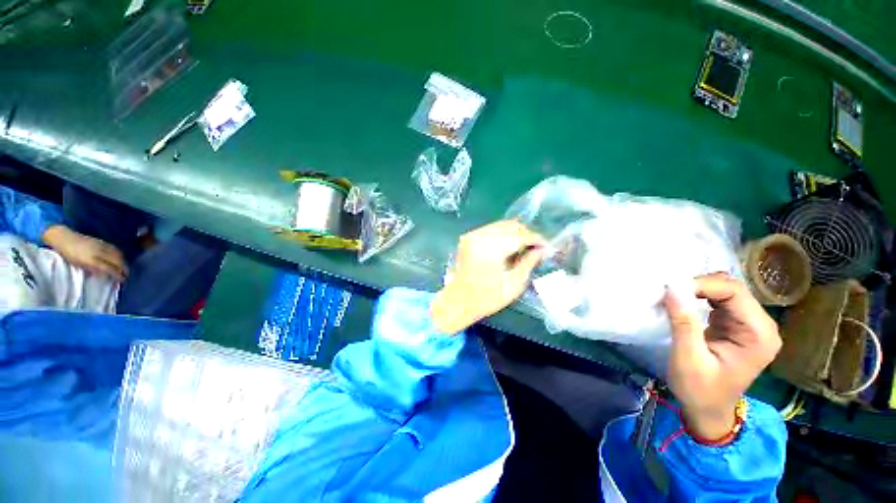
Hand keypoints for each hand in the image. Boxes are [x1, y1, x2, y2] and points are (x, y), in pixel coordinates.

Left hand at [42, 225, 127, 281]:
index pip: (110, 269)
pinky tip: (120, 257)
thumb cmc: (67, 254)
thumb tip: (104, 275)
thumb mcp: (77, 264)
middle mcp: (99, 253)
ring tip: (125, 267)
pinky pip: (114, 249)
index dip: (118, 275)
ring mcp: (101, 246)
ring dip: (123, 261)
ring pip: (118, 254)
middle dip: (124, 268)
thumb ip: (91, 269)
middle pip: (117, 261)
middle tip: (127, 275)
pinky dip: (120, 254)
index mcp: (92, 260)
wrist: (62, 237)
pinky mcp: (101, 241)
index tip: (123, 281)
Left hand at [431, 221, 545, 333]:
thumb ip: (529, 262)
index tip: (548, 248)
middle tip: (536, 249)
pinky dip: (503, 235)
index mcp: (492, 247)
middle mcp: (481, 235)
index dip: (537, 240)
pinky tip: (508, 248)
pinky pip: (491, 230)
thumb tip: (542, 250)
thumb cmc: (487, 297)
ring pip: (501, 225)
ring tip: (524, 248)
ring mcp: (472, 235)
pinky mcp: (468, 238)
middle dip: (527, 235)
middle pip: (511, 225)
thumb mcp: (514, 283)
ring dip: (515, 234)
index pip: (521, 235)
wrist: (458, 301)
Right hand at [663, 273, 780, 439]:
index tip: (670, 289)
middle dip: (699, 285)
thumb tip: (672, 288)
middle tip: (669, 292)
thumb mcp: (688, 359)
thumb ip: (683, 323)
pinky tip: (684, 302)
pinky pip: (719, 299)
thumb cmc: (700, 390)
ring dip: (697, 289)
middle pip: (732, 288)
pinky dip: (699, 295)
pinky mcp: (737, 324)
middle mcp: (761, 325)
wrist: (708, 410)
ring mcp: (750, 324)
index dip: (702, 285)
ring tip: (673, 296)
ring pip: (725, 290)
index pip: (734, 293)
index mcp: (759, 335)